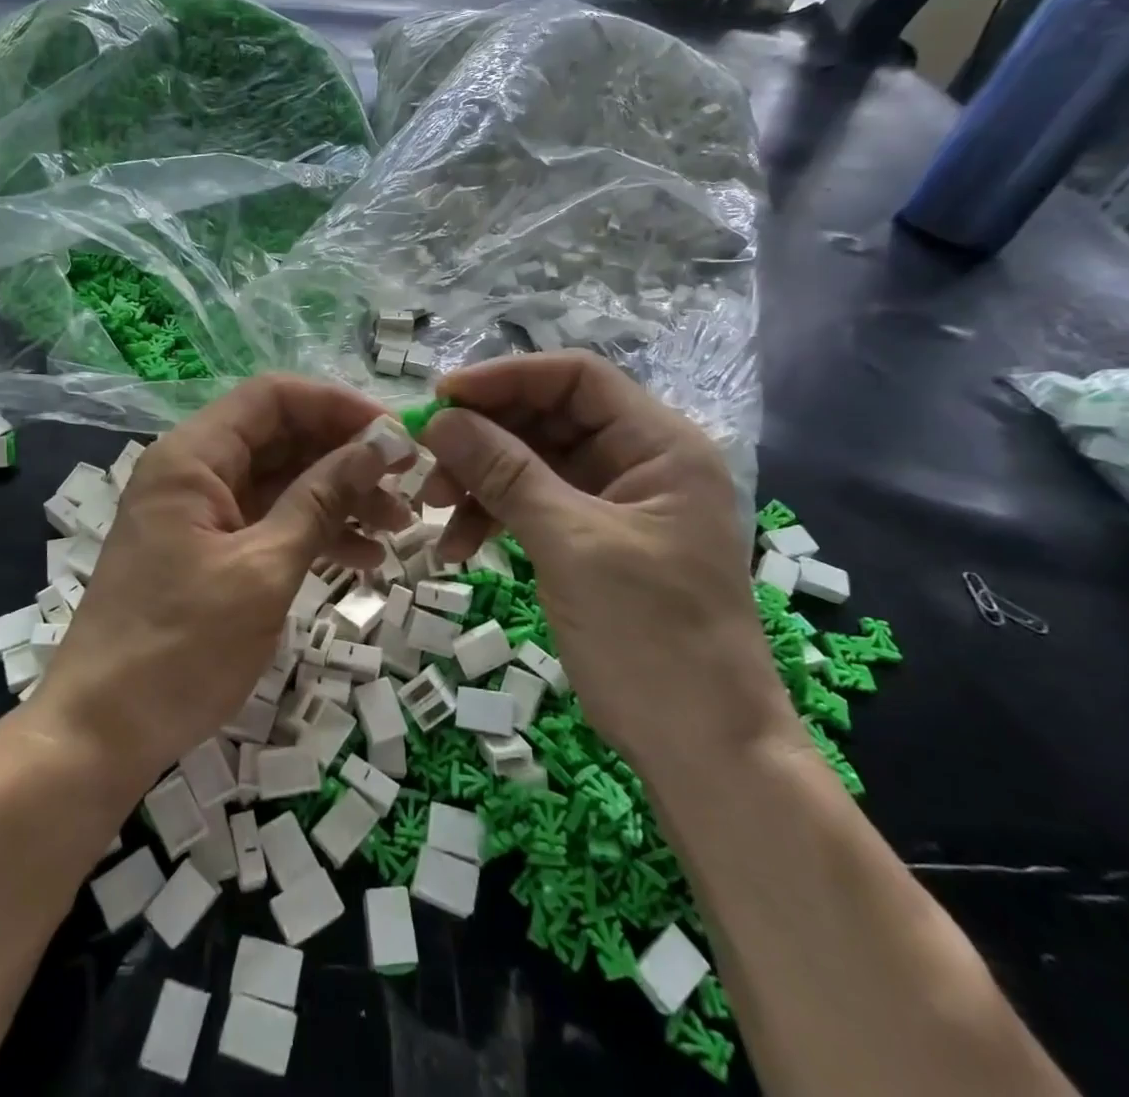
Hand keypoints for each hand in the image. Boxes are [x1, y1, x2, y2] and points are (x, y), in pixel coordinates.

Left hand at [31, 375, 411, 799]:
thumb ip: (322, 499)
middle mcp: (194, 472)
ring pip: (281, 481)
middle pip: (281, 437)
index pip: (273, 397)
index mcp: (193, 457)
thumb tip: (379, 443)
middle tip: (407, 484)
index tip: (393, 435)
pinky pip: (270, 522)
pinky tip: (363, 558)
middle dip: (346, 456)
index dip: (336, 405)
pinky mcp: (209, 551)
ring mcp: (201, 513)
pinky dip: (314, 532)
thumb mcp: (263, 569)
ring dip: (339, 497)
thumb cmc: (181, 646)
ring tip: (398, 527)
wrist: (102, 733)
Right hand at [420, 351, 795, 780]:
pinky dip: (492, 516)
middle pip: (548, 418)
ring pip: (532, 462)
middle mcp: (640, 461)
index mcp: (659, 445)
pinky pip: (532, 505)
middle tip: (425, 461)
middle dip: (484, 436)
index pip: (576, 377)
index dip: (506, 378)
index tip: (442, 397)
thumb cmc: (651, 637)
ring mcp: (614, 503)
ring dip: (479, 479)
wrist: (703, 751)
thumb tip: (440, 419)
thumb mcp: (570, 544)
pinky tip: (456, 545)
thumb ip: (504, 473)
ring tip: (432, 510)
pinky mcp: (592, 540)